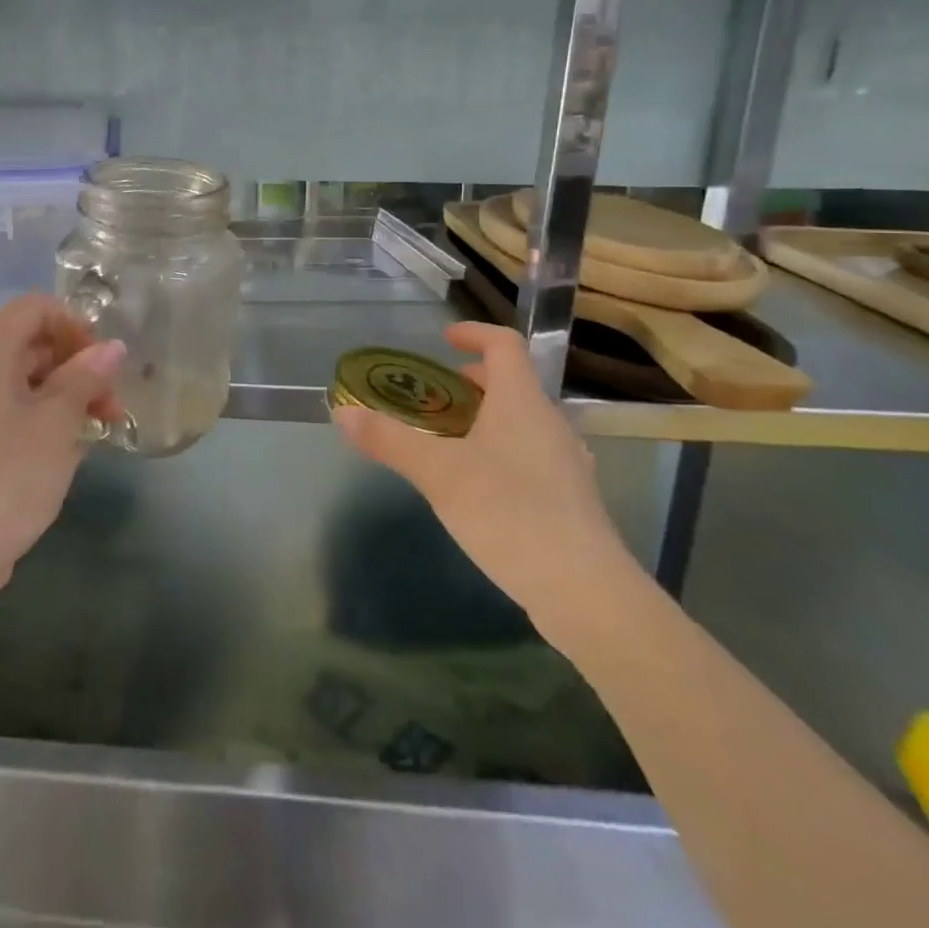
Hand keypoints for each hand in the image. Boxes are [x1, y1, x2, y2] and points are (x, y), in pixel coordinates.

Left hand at [0, 294, 125, 599]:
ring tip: (96, 437)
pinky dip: (40, 425)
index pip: (37, 308)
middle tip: (111, 410)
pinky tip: (64, 459)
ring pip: (23, 384)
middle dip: (77, 370)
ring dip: (64, 401)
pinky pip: (8, 415)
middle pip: (31, 345)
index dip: (77, 328)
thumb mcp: (55, 423)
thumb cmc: (3, 477)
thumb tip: (111, 347)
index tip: (104, 368)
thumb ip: (85, 378)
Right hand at [331, 322, 639, 647]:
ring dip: (483, 419)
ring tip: (446, 442)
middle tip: (431, 397)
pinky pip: (529, 456)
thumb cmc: (510, 513)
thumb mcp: (438, 473)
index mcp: (522, 403)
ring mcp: (565, 464)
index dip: (474, 333)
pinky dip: (498, 453)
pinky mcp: (569, 501)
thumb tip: (342, 411)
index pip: (504, 346)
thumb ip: (389, 440)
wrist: (586, 594)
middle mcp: (550, 424)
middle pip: (511, 384)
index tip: (443, 339)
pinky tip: (475, 487)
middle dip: (470, 383)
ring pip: (521, 423)